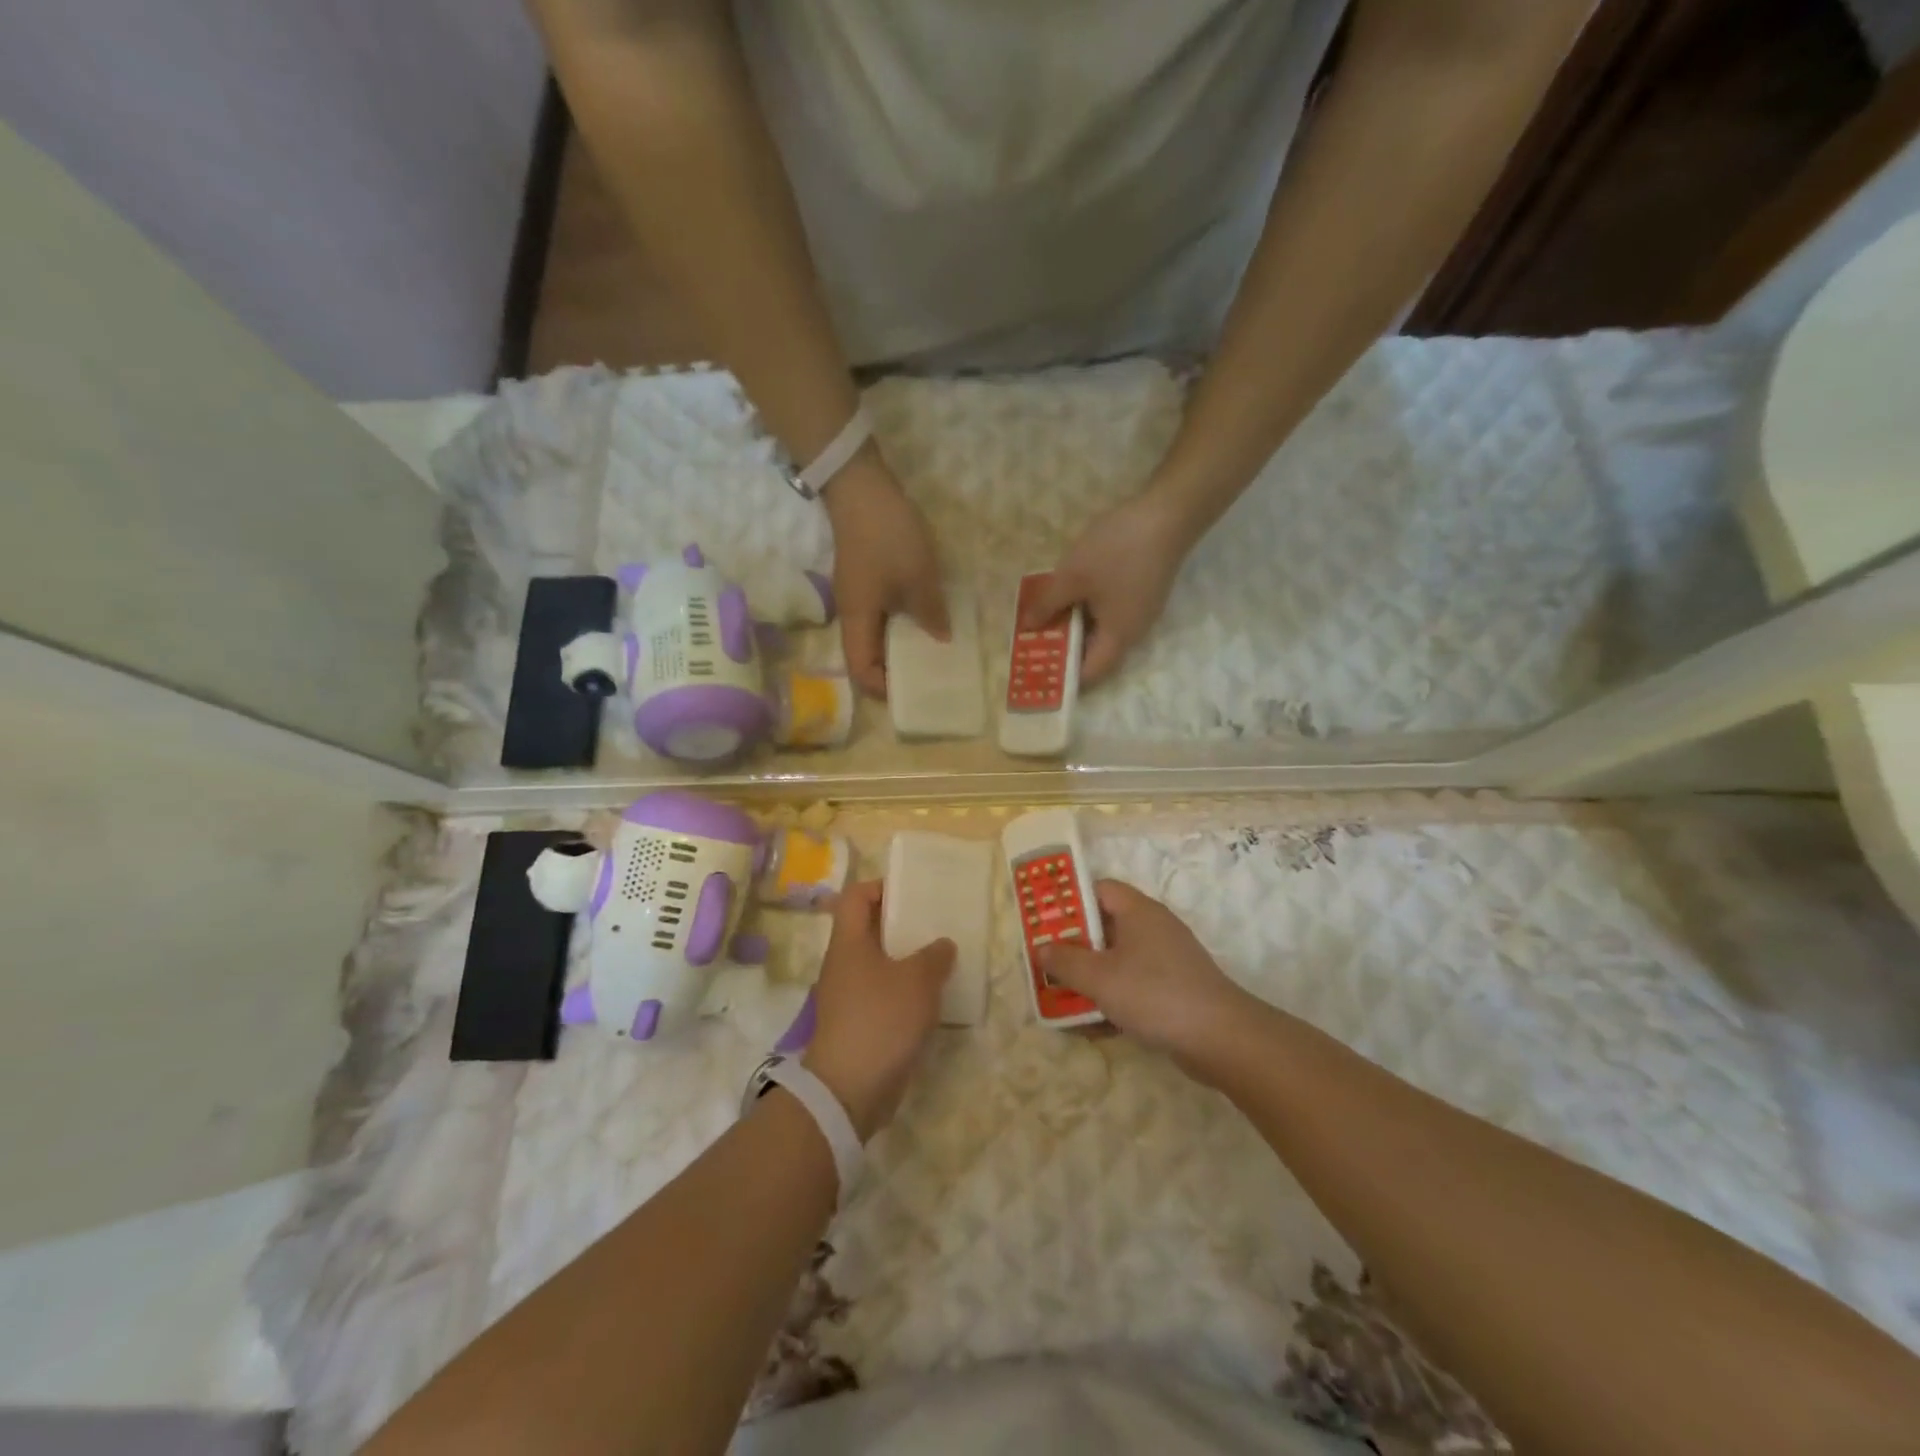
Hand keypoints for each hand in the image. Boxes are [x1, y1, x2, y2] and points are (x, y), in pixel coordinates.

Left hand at [802, 880, 954, 1138]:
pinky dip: (901, 991)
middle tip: (933, 925)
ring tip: (938, 960)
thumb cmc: (881, 1019)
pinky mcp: (855, 1024)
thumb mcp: (918, 981)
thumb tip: (942, 945)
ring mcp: (846, 996)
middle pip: (867, 929)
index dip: (880, 887)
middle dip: (900, 924)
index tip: (911, 893)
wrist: (848, 1089)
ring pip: (876, 964)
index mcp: (849, 942)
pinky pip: (880, 994)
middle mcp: (842, 963)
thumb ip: (934, 956)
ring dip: (904, 960)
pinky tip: (929, 999)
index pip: (855, 896)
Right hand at [823, 455, 948, 698]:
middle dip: (893, 671)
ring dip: (899, 646)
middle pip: (866, 656)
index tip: (912, 691)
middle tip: (927, 674)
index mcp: (858, 620)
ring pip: (875, 635)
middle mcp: (852, 614)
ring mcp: (858, 595)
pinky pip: (882, 614)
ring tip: (931, 650)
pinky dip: (901, 624)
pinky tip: (925, 618)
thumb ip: (931, 612)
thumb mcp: (918, 577)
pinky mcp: (866, 579)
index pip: (861, 670)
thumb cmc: (888, 537)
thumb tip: (941, 640)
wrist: (862, 487)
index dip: (882, 688)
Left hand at [1023, 492, 1190, 685]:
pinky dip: (1088, 610)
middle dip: (1066, 649)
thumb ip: (1048, 604)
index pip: (1091, 673)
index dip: (1065, 678)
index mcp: (1119, 637)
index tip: (1039, 672)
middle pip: (1097, 653)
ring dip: (1076, 626)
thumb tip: (1030, 626)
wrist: (1168, 513)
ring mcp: (1141, 611)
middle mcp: (1134, 632)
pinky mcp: (1143, 592)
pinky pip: (1111, 612)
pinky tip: (1071, 594)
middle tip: (1035, 642)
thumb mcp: (1073, 576)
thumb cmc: (1118, 550)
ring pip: (1103, 630)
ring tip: (1046, 617)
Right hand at [1037, 880, 1253, 1073]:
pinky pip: (1132, 986)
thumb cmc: (1154, 993)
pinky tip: (1091, 1025)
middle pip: (1104, 927)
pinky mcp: (1172, 990)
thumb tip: (1042, 949)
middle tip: (1046, 963)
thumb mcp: (1099, 977)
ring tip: (1061, 998)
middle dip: (1073, 946)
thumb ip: (1065, 961)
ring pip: (1117, 960)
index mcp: (1137, 911)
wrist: (1220, 1038)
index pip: (1098, 889)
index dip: (1069, 901)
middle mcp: (1152, 928)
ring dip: (1090, 978)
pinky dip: (1112, 999)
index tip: (1044, 921)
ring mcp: (1165, 960)